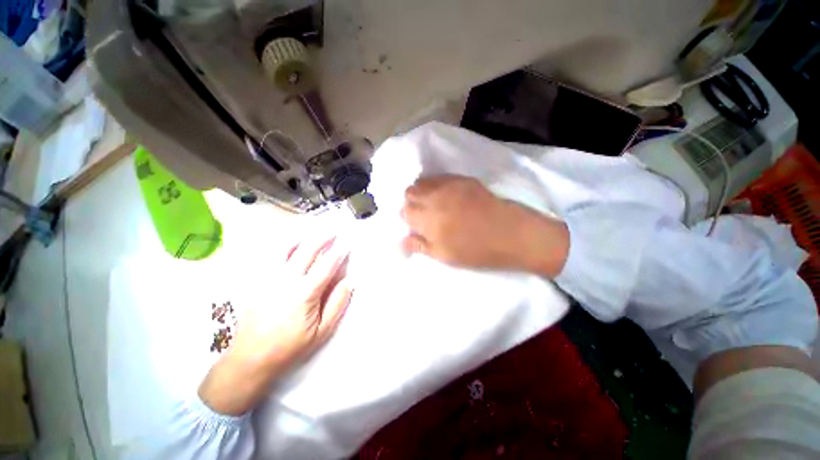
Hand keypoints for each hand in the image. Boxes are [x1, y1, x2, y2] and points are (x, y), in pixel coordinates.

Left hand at [199, 236, 352, 414]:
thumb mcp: (321, 331)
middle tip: (333, 230)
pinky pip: (270, 257)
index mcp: (305, 293)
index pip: (327, 265)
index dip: (339, 252)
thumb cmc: (290, 347)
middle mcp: (286, 280)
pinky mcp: (258, 282)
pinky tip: (289, 244)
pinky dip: (282, 247)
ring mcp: (269, 279)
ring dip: (302, 237)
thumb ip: (337, 303)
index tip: (347, 243)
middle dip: (322, 238)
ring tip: (312, 232)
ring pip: (286, 249)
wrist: (249, 359)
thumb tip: (350, 281)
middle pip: (307, 250)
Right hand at [401, 175, 569, 275]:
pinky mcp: (462, 179)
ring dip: (421, 192)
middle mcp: (434, 198)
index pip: (404, 211)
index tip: (416, 225)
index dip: (407, 218)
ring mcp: (449, 186)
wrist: (510, 233)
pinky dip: (435, 185)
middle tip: (423, 214)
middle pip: (410, 192)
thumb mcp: (445, 256)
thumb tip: (400, 240)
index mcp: (427, 219)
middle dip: (411, 202)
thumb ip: (420, 245)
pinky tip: (445, 195)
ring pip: (423, 182)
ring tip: (432, 203)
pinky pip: (440, 177)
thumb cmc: (476, 250)